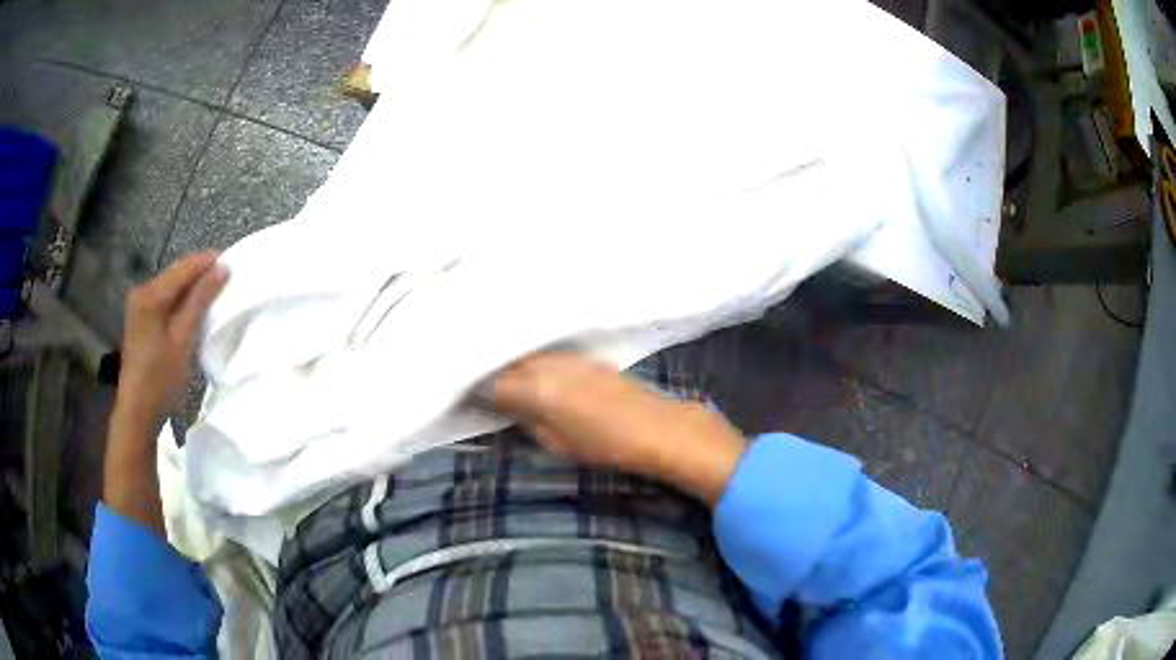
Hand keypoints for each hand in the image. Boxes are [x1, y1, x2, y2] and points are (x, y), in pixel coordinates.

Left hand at [104, 252, 227, 535]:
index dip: (207, 263)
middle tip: (226, 277)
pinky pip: (163, 298)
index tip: (232, 263)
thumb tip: (222, 269)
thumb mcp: (183, 340)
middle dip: (199, 273)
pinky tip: (192, 307)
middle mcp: (141, 292)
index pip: (183, 268)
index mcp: (150, 295)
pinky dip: (180, 299)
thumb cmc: (160, 379)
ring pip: (170, 285)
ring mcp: (138, 305)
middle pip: (175, 274)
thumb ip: (200, 301)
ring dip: (191, 287)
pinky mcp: (139, 317)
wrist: (137, 411)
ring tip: (214, 291)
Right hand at [493, 352, 746, 504]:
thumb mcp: (558, 443)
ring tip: (499, 378)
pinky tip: (532, 374)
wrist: (660, 427)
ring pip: (526, 355)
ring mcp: (568, 356)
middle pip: (507, 363)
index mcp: (536, 388)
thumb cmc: (608, 444)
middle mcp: (548, 363)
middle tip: (474, 386)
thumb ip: (527, 420)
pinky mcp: (585, 356)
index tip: (463, 398)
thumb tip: (508, 407)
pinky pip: (547, 355)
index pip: (492, 384)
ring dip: (511, 365)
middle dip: (489, 372)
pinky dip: (534, 363)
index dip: (474, 392)